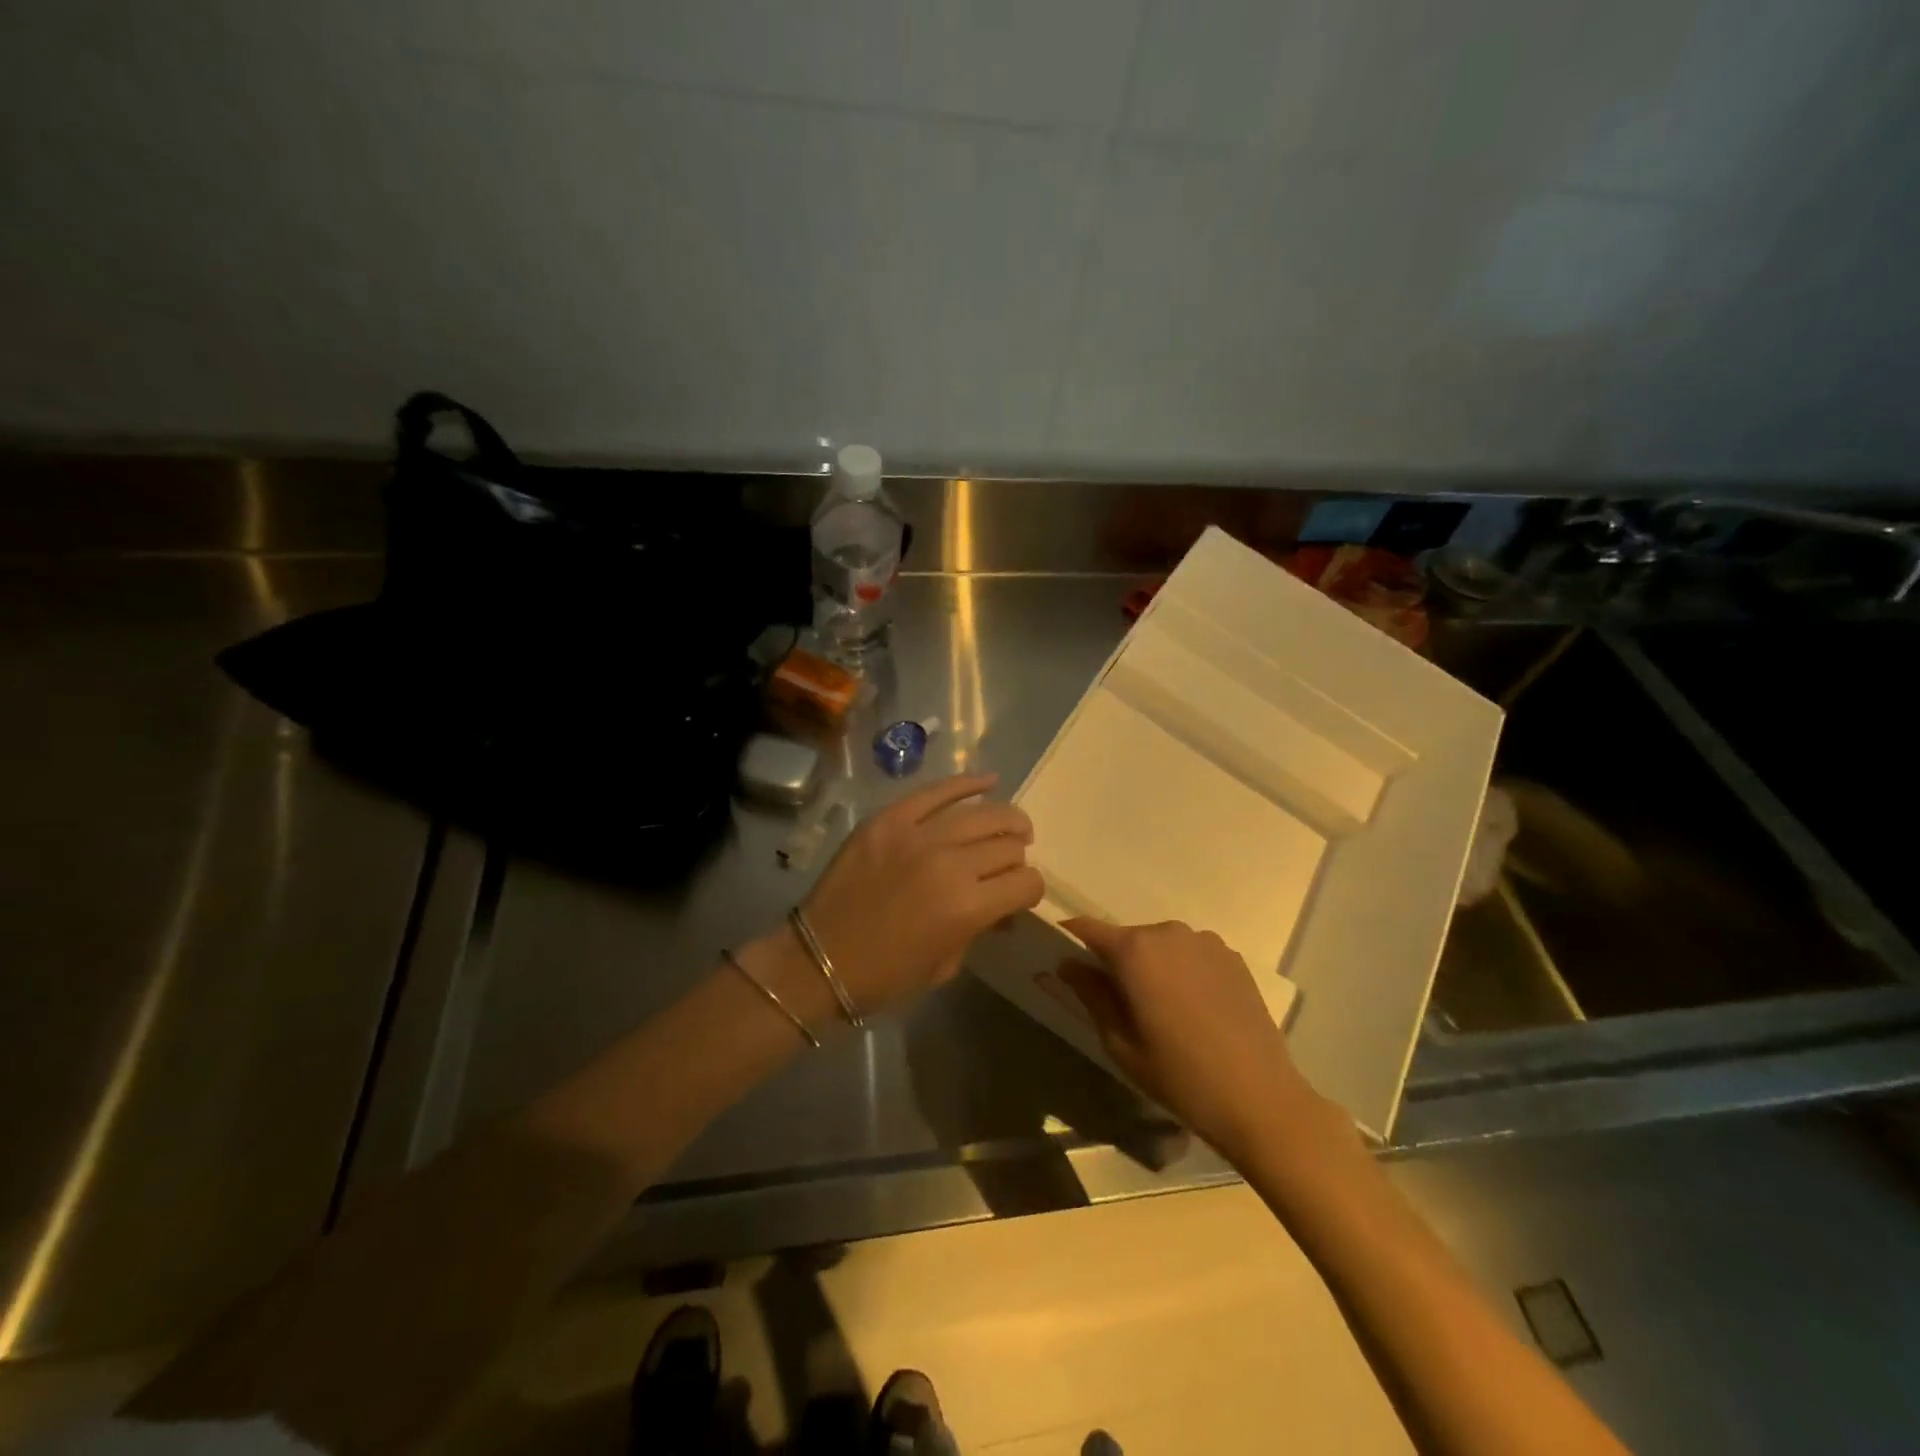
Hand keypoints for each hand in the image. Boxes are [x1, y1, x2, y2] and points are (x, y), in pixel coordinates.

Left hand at [794, 773, 1043, 1018]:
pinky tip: (988, 780)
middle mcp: (950, 864)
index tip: (1021, 894)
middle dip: (1018, 856)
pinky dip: (967, 783)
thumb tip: (1001, 906)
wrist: (817, 959)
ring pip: (982, 813)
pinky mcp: (889, 819)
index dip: (1032, 890)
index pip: (1026, 882)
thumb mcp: (946, 965)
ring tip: (1012, 825)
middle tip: (1011, 863)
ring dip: (1006, 819)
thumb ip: (979, 928)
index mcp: (967, 908)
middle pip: (1007, 845)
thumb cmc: (884, 976)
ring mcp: (917, 835)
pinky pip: (936, 791)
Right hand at [1058, 918, 1321, 1160]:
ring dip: (1152, 965)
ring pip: (1161, 945)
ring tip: (1162, 1009)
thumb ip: (1091, 994)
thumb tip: (1068, 964)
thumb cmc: (1179, 1075)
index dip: (1071, 939)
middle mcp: (1168, 932)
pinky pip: (1192, 954)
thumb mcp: (1120, 1043)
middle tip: (1118, 1002)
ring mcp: (1205, 941)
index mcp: (1135, 950)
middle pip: (1127, 937)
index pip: (1087, 929)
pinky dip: (1183, 970)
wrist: (1260, 1097)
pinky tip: (1194, 1009)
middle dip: (1116, 961)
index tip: (1062, 957)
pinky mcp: (1232, 956)